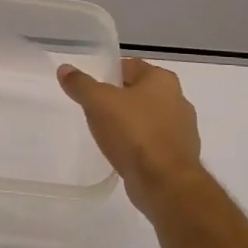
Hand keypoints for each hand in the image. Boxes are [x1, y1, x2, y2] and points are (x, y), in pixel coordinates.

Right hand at [58, 58, 214, 215]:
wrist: (164, 182)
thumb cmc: (133, 132)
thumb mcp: (98, 102)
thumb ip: (80, 84)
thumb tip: (65, 69)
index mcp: (162, 80)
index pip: (130, 66)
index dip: (109, 73)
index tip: (91, 88)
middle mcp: (178, 99)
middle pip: (140, 92)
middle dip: (119, 99)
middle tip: (94, 109)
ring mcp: (183, 129)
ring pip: (148, 118)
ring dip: (130, 123)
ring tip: (106, 133)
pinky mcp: (180, 156)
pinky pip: (153, 142)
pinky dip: (139, 144)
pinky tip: (122, 153)